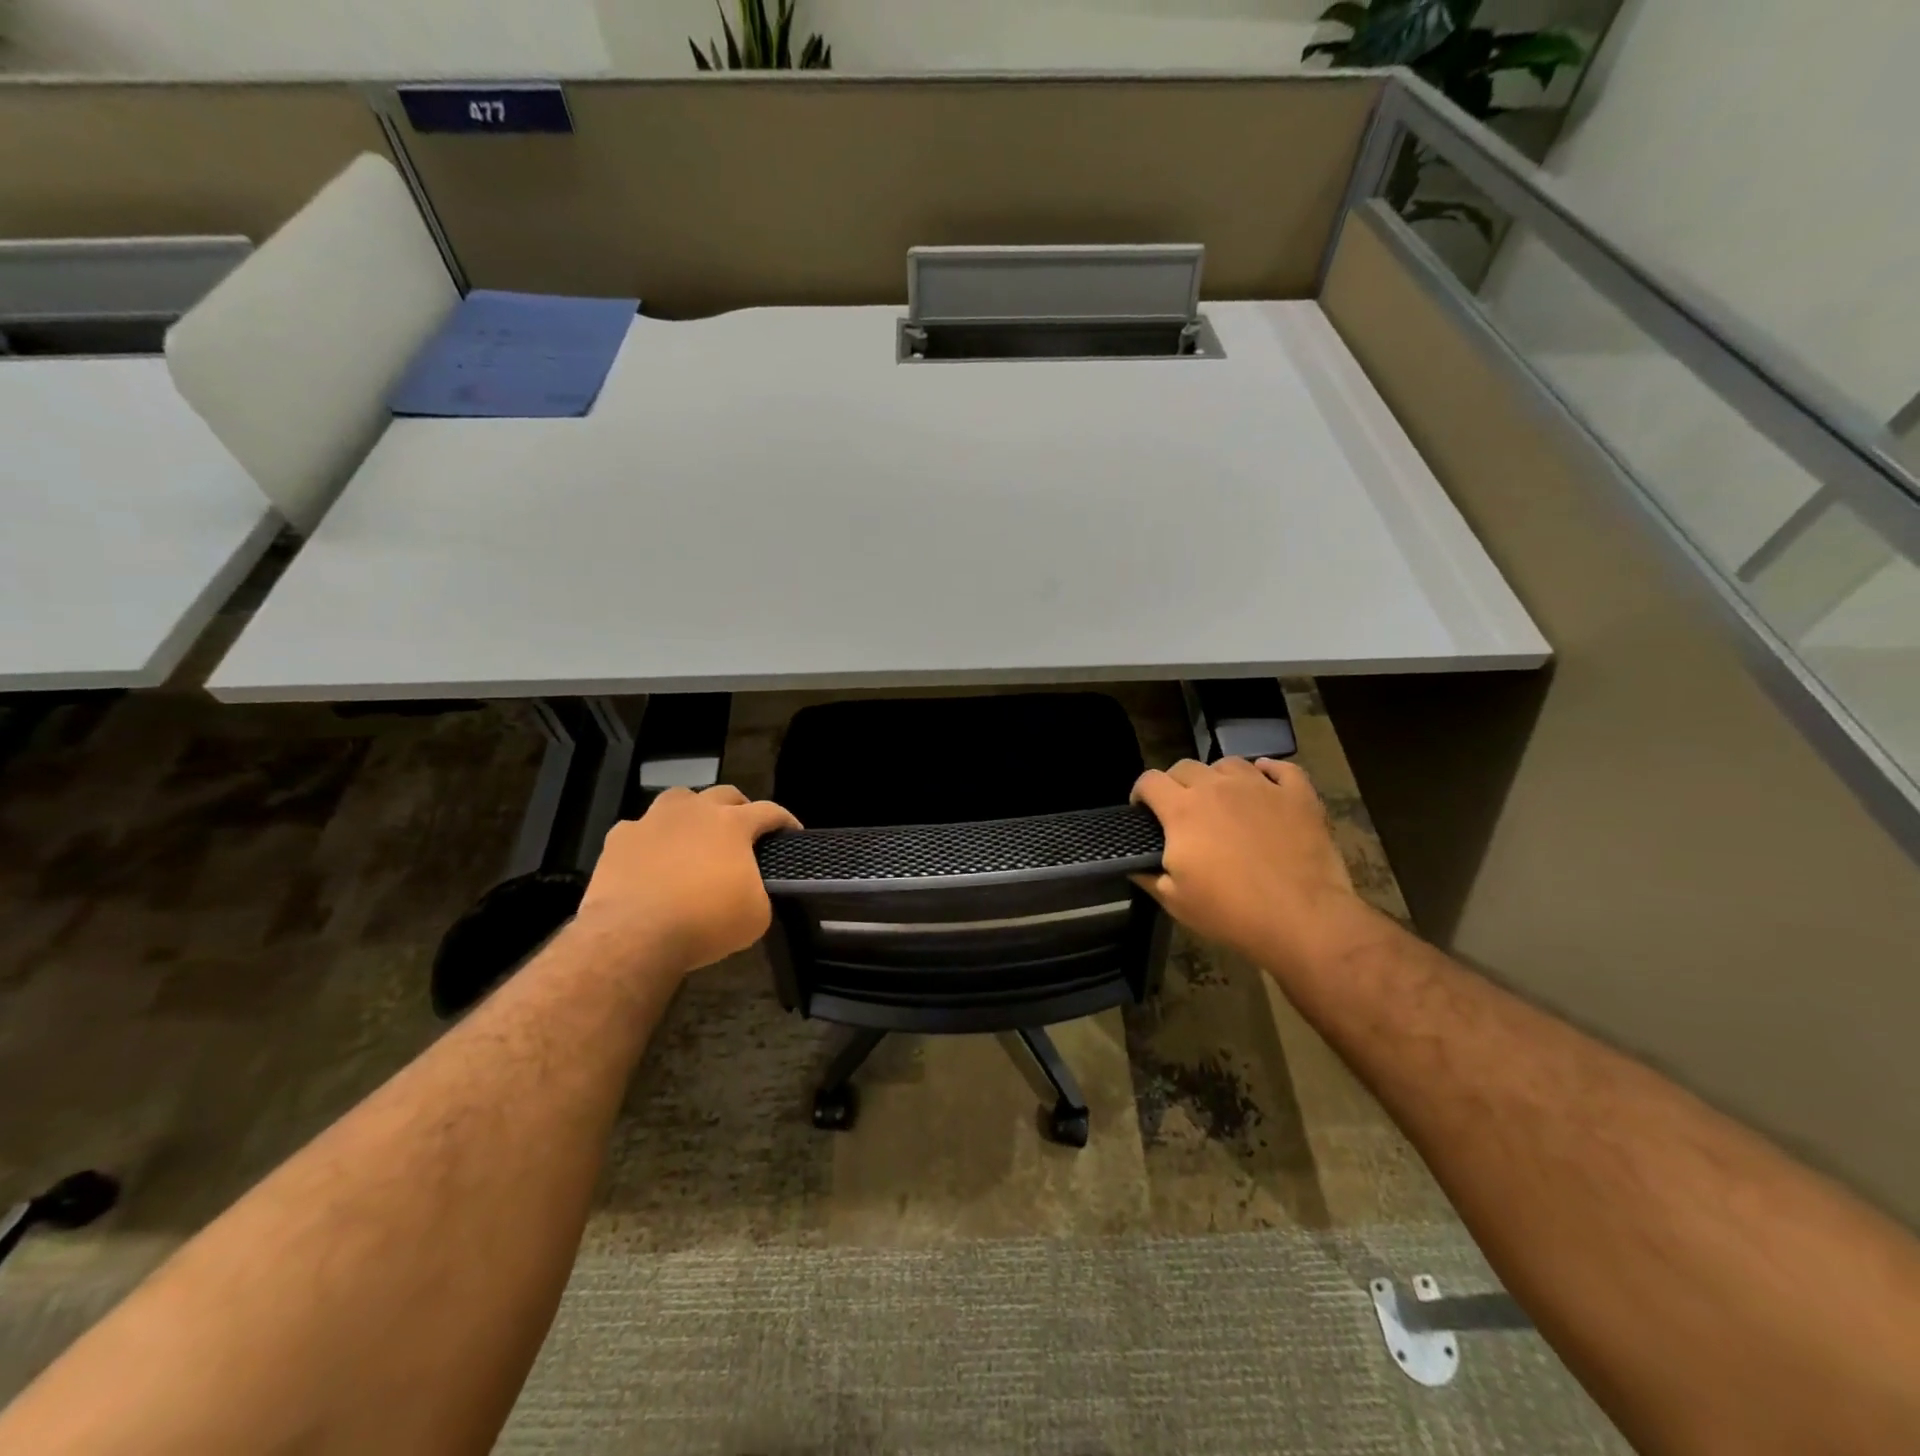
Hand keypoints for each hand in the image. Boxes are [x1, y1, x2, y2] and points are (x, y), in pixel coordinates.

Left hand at [575, 785, 799, 977]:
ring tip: (694, 834)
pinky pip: (639, 829)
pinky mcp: (619, 839)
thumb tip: (750, 889)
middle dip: (739, 807)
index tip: (792, 833)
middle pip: (725, 793)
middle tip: (744, 830)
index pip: (770, 811)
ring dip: (692, 811)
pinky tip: (650, 859)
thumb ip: (759, 892)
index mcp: (733, 824)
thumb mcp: (756, 916)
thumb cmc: (704, 922)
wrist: (633, 936)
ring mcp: (652, 821)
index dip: (785, 820)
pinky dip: (650, 839)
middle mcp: (694, 812)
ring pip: (678, 798)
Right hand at [1131, 758, 1369, 978]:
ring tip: (1221, 799)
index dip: (1140, 793)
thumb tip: (1135, 865)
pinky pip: (1280, 768)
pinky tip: (1265, 782)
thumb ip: (1148, 876)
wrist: (1303, 920)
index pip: (1149, 781)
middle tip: (1181, 811)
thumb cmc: (1231, 911)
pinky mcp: (1298, 795)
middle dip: (1175, 784)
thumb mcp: (1175, 901)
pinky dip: (1268, 771)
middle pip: (1185, 767)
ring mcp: (1261, 787)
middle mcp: (1218, 787)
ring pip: (1229, 764)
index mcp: (1182, 810)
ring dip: (1217, 777)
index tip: (1143, 811)